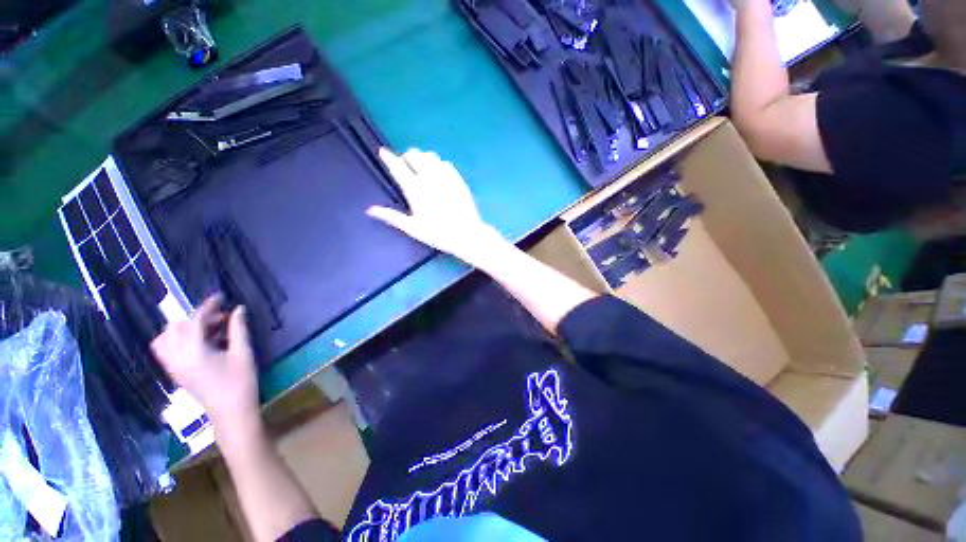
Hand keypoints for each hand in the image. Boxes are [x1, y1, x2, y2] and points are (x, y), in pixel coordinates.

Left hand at [151, 295, 259, 428]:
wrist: (231, 413)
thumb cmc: (241, 382)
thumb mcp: (243, 353)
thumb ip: (239, 329)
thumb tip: (238, 309)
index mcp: (193, 352)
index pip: (194, 321)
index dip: (208, 306)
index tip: (222, 297)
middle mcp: (177, 357)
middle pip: (176, 327)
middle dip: (197, 317)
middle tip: (221, 316)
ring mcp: (173, 367)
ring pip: (165, 338)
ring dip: (183, 327)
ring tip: (207, 328)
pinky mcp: (175, 373)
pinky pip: (166, 350)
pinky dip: (177, 339)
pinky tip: (199, 341)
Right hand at [368, 148, 507, 267]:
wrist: (467, 235)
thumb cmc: (438, 234)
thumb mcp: (413, 228)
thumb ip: (392, 217)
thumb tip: (370, 210)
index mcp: (415, 189)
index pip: (398, 166)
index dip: (388, 157)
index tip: (383, 152)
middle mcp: (429, 178)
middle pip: (414, 155)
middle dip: (407, 157)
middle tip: (407, 167)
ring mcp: (446, 177)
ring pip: (431, 156)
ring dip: (423, 158)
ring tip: (423, 169)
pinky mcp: (458, 179)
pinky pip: (446, 163)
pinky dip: (439, 164)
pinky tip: (439, 174)